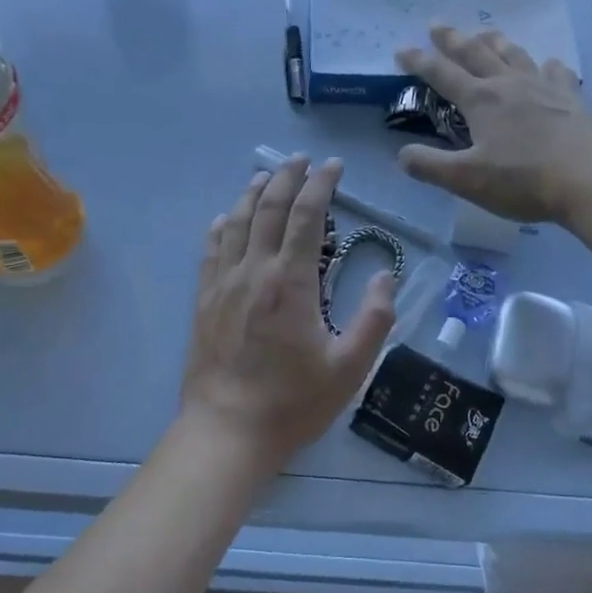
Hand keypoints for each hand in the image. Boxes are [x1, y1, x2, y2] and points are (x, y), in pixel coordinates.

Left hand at [176, 156, 396, 472]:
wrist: (227, 432)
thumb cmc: (293, 402)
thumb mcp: (350, 366)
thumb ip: (374, 318)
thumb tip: (386, 276)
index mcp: (291, 281)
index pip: (307, 215)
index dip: (322, 185)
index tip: (334, 166)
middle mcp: (254, 271)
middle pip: (268, 208)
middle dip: (287, 177)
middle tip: (303, 160)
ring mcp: (224, 284)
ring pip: (236, 222)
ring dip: (252, 193)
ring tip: (266, 175)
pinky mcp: (204, 301)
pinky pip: (211, 250)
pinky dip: (221, 226)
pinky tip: (226, 218)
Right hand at [395, 26, 591, 224]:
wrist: (590, 176)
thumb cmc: (523, 180)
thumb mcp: (467, 180)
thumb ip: (431, 166)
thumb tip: (402, 155)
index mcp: (480, 100)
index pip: (441, 74)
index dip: (419, 62)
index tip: (402, 50)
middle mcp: (509, 84)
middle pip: (476, 53)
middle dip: (453, 39)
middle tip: (438, 24)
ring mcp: (543, 87)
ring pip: (514, 54)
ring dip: (496, 42)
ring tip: (487, 33)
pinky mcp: (570, 98)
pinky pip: (556, 72)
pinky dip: (547, 65)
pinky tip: (548, 64)